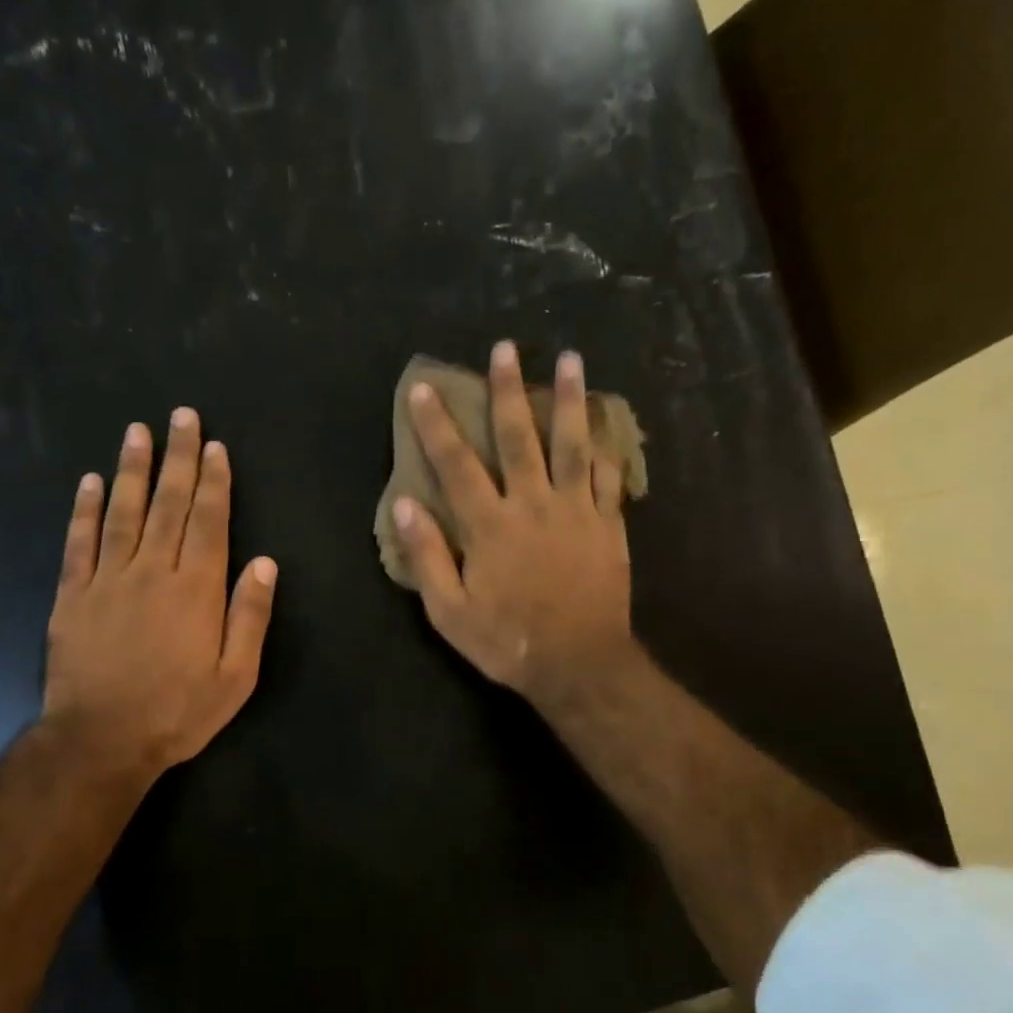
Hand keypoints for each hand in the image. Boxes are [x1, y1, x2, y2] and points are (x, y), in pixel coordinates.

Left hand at [44, 408, 276, 792]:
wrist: (102, 740)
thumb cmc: (178, 711)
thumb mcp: (236, 677)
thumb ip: (250, 616)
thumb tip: (264, 563)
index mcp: (197, 590)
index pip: (209, 522)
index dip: (214, 482)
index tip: (214, 446)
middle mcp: (154, 572)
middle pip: (169, 505)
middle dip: (178, 459)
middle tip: (181, 417)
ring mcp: (109, 580)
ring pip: (123, 513)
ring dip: (132, 470)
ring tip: (138, 432)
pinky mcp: (74, 595)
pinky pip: (79, 543)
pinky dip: (84, 510)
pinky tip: (89, 482)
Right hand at [393, 341, 632, 711]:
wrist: (579, 664)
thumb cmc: (507, 641)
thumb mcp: (449, 611)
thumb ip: (427, 556)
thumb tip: (404, 506)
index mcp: (490, 526)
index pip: (457, 464)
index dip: (438, 425)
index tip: (426, 388)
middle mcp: (533, 505)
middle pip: (519, 438)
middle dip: (509, 390)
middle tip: (506, 348)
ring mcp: (576, 512)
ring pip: (572, 445)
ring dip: (569, 400)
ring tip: (572, 360)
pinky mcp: (608, 526)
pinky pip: (609, 478)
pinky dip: (606, 449)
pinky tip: (605, 425)